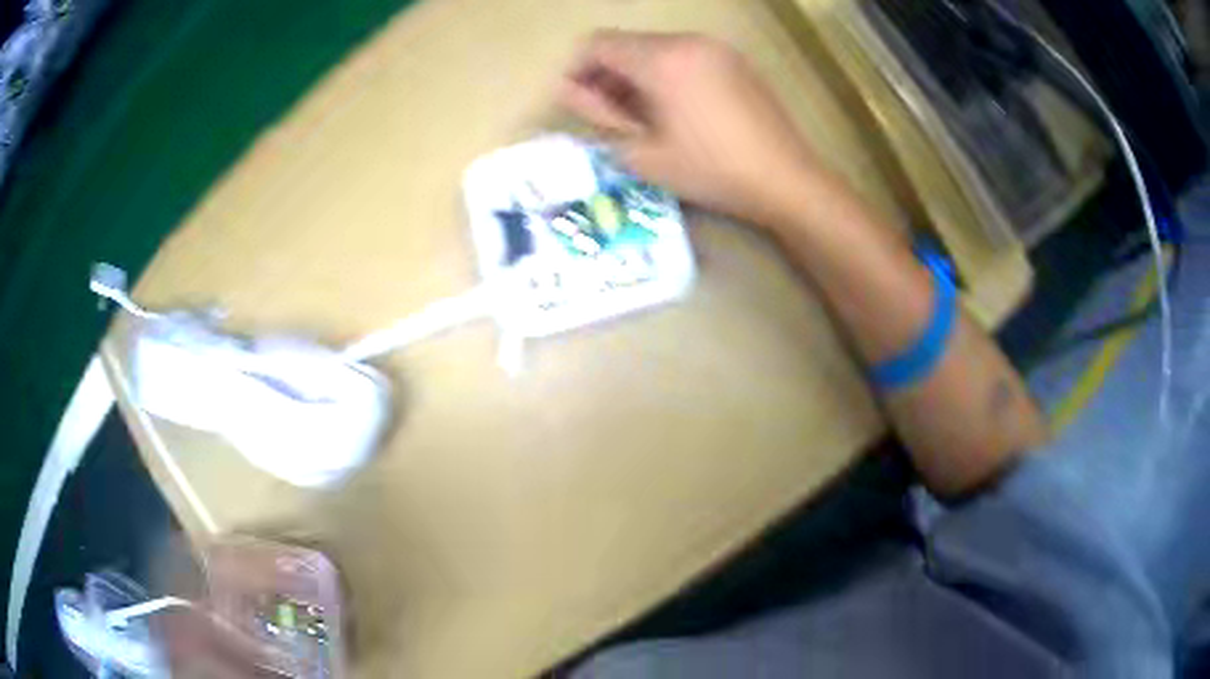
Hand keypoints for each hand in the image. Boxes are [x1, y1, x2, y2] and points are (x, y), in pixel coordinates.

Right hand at [559, 31, 819, 226]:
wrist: (786, 179)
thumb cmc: (711, 171)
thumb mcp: (642, 153)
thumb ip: (596, 116)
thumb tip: (567, 91)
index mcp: (661, 59)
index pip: (597, 44)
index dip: (577, 71)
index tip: (578, 104)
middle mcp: (687, 41)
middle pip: (626, 44)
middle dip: (606, 76)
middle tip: (609, 119)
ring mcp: (716, 48)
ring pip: (655, 49)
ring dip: (635, 76)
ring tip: (642, 119)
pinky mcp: (734, 60)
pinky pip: (684, 56)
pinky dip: (665, 74)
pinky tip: (675, 111)